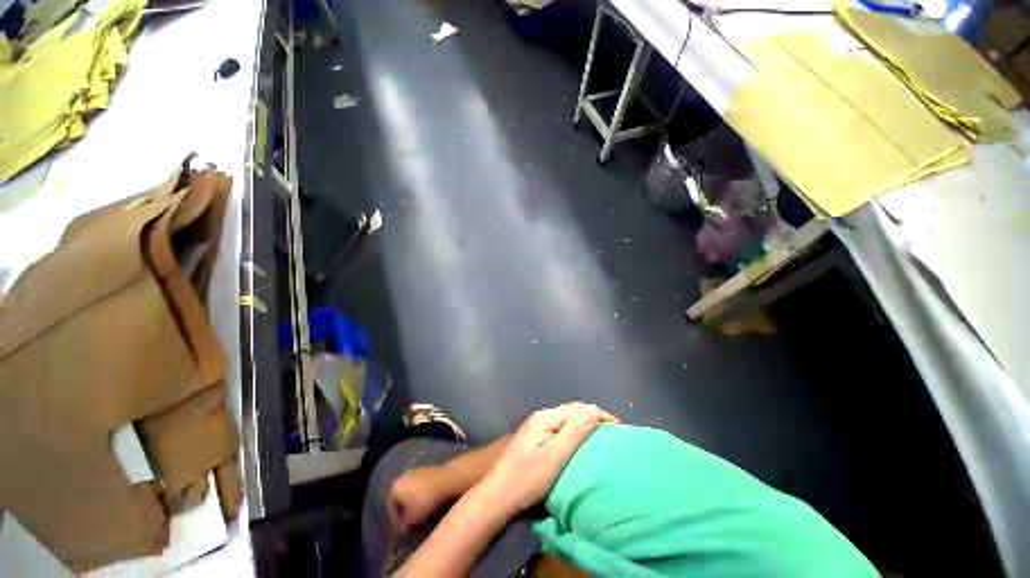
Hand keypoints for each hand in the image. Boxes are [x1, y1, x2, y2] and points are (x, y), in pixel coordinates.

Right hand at [388, 466, 454, 533]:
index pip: (391, 507)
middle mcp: (404, 476)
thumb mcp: (412, 519)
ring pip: (413, 493)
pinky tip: (431, 506)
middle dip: (407, 512)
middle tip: (414, 525)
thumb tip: (404, 527)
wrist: (447, 479)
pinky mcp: (429, 470)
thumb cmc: (426, 500)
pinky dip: (424, 497)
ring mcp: (417, 471)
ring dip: (416, 505)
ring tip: (424, 517)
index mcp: (395, 486)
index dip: (397, 521)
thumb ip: (404, 525)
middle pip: (402, 499)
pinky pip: (423, 487)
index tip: (405, 530)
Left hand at [482, 403, 618, 515]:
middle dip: (594, 418)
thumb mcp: (555, 456)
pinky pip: (561, 427)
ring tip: (601, 437)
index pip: (579, 409)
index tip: (620, 430)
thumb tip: (595, 411)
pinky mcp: (535, 437)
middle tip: (613, 434)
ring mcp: (537, 426)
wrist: (498, 495)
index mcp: (547, 417)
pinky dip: (575, 431)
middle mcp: (542, 416)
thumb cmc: (528, 478)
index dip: (601, 416)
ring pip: (567, 419)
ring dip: (585, 424)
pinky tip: (580, 442)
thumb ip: (575, 431)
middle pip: (573, 411)